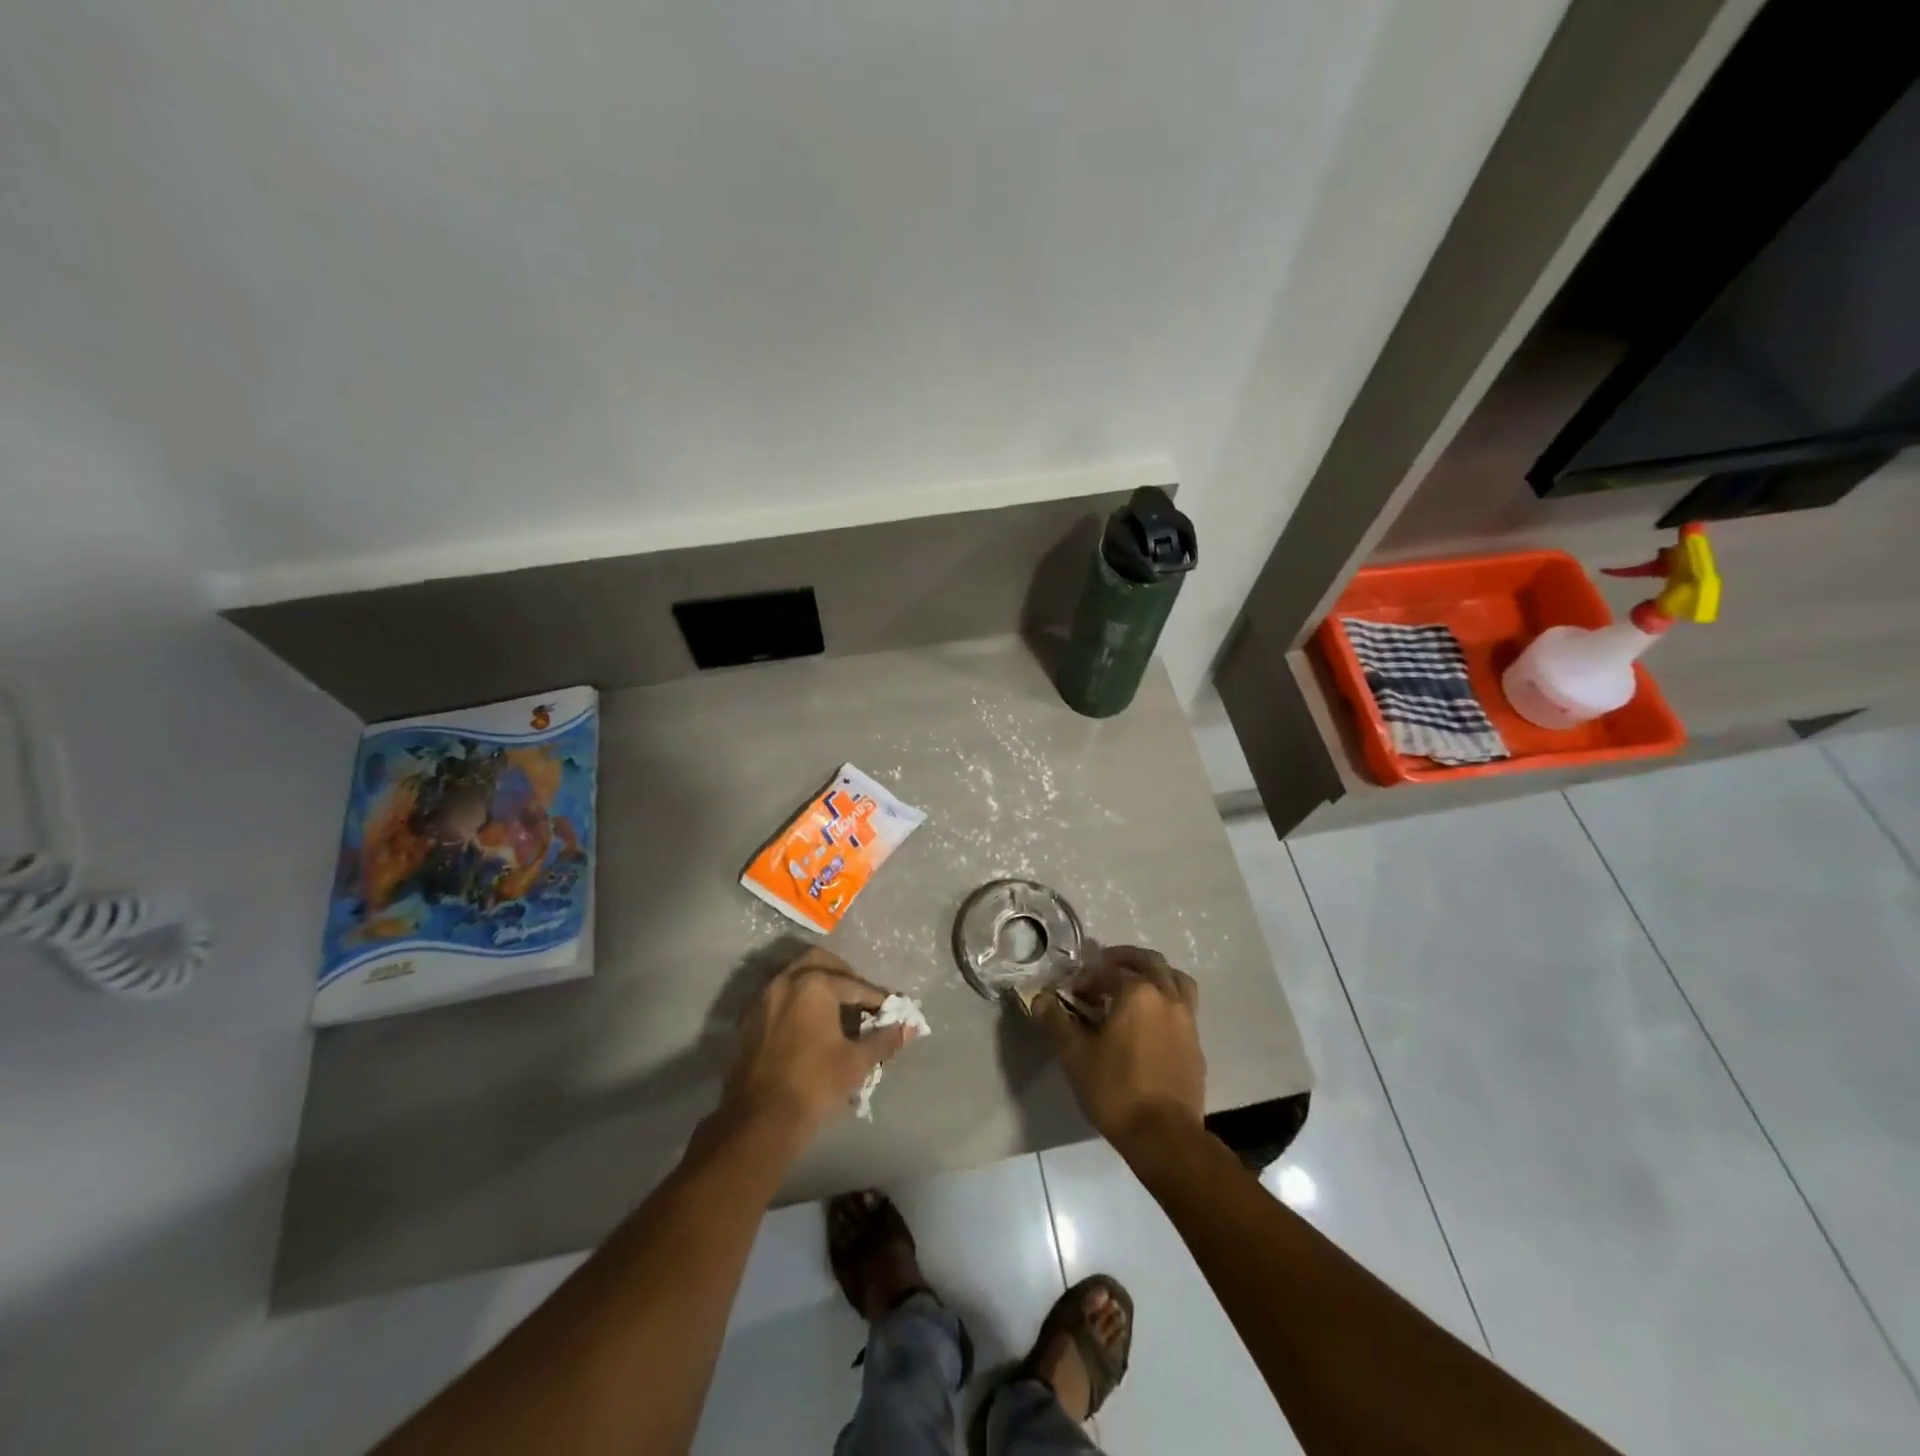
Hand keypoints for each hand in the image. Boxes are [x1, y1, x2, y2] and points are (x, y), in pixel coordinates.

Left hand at [717, 948, 912, 1146]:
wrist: (758, 1123)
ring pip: (796, 976)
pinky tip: (812, 1025)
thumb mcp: (856, 1063)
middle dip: (844, 976)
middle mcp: (786, 981)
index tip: (893, 1009)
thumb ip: (884, 1040)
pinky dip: (799, 1001)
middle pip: (820, 962)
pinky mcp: (749, 1020)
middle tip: (861, 999)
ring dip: (819, 986)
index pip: (855, 985)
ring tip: (838, 1011)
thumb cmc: (814, 1087)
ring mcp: (763, 999)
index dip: (877, 998)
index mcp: (814, 985)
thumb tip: (910, 1028)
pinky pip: (780, 996)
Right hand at [1033, 945, 1205, 1155]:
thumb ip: (1056, 1021)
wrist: (1164, 1136)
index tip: (1072, 994)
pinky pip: (1184, 1007)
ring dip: (1154, 974)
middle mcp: (1167, 997)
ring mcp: (1187, 1020)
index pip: (1108, 970)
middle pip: (1149, 962)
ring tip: (1135, 986)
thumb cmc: (1115, 1089)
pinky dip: (1167, 1000)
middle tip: (1104, 968)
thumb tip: (1040, 998)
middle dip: (1124, 960)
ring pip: (1175, 979)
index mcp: (1138, 993)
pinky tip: (1150, 1022)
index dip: (1087, 978)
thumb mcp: (1075, 1055)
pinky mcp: (1196, 1044)